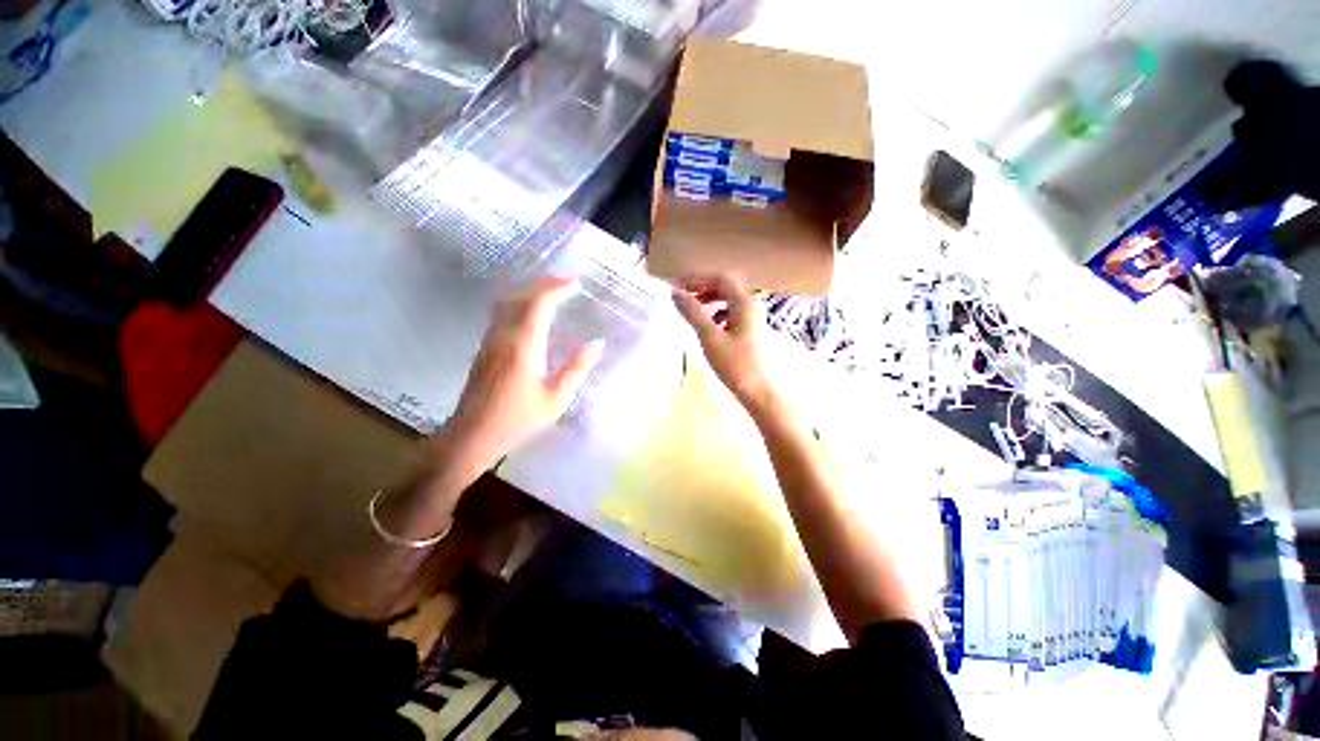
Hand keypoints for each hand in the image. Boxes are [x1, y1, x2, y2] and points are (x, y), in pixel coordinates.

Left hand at [446, 278, 603, 467]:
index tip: (576, 284)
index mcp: (523, 345)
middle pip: (520, 296)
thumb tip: (596, 344)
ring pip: (507, 302)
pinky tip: (531, 314)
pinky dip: (520, 303)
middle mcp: (503, 335)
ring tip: (552, 293)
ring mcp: (490, 340)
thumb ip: (577, 368)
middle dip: (544, 284)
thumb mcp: (557, 398)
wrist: (472, 435)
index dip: (556, 288)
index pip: (538, 303)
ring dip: (530, 291)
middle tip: (567, 283)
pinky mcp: (484, 348)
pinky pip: (502, 313)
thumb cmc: (518, 419)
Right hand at [671, 274, 775, 412]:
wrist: (759, 391)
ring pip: (729, 299)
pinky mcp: (751, 330)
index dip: (697, 278)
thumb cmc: (735, 364)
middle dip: (702, 287)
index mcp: (745, 302)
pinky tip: (709, 323)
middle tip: (682, 293)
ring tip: (692, 306)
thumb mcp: (710, 337)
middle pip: (725, 286)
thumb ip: (693, 312)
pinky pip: (732, 312)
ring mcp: (753, 317)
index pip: (720, 278)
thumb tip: (675, 293)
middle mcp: (752, 304)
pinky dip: (717, 311)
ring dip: (709, 298)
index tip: (677, 284)